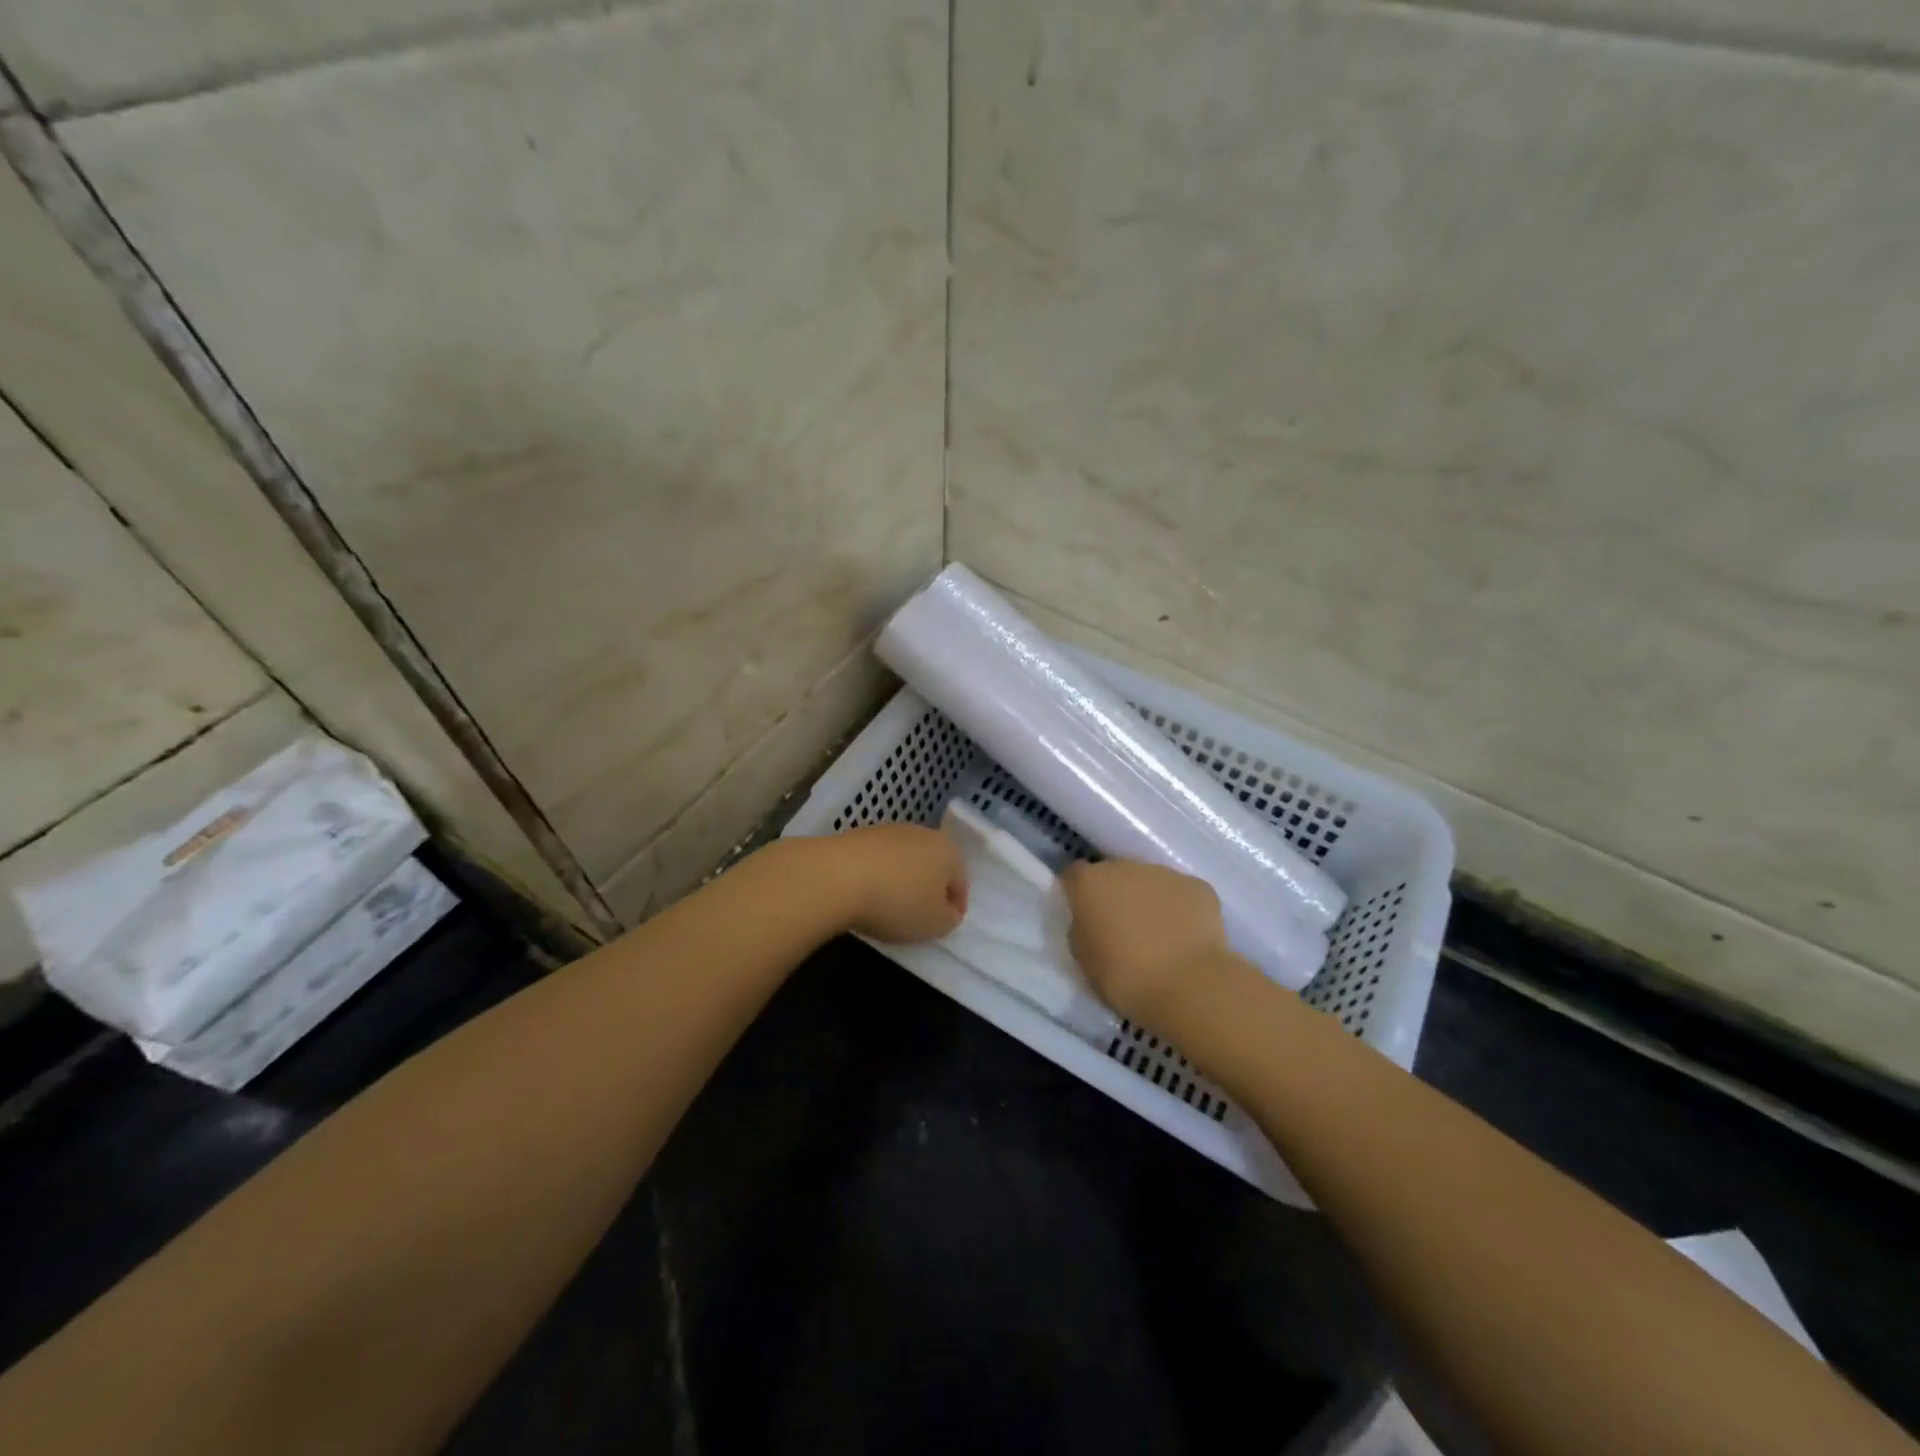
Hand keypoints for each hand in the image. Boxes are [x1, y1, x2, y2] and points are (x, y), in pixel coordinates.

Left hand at [815, 825, 967, 943]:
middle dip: (929, 889)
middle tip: (918, 916)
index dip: (955, 907)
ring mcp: (889, 831)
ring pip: (904, 861)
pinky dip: (877, 876)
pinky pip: (878, 861)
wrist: (837, 876)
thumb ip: (949, 919)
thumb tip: (948, 911)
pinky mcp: (859, 835)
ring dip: (901, 881)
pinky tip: (865, 895)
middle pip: (933, 865)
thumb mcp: (935, 924)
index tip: (944, 925)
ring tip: (888, 907)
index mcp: (948, 851)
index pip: (961, 882)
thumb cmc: (897, 902)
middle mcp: (922, 833)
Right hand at [1060, 860, 1241, 1024]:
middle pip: (1114, 874)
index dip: (1078, 893)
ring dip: (1149, 900)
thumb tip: (1093, 921)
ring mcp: (1164, 873)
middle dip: (1116, 895)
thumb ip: (1083, 930)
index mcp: (1090, 883)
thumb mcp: (1084, 960)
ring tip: (1159, 936)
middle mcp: (1125, 867)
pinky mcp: (1199, 886)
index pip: (1074, 875)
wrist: (1189, 986)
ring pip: (1149, 881)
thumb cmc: (1125, 978)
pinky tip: (1186, 938)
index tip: (1085, 916)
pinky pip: (1182, 894)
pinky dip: (1181, 909)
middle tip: (1122, 929)